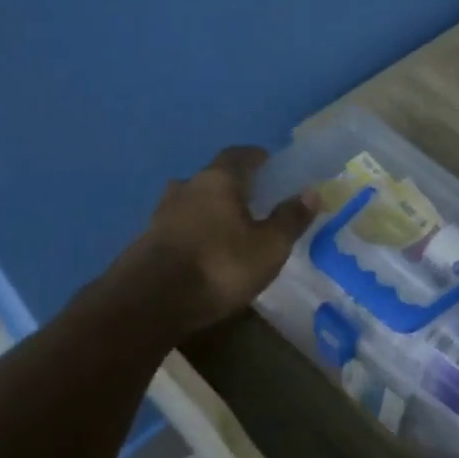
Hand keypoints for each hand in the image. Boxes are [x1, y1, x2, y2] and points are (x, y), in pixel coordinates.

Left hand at [105, 146, 315, 334]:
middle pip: (214, 177)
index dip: (257, 158)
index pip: (240, 155)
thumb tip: (311, 191)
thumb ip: (290, 218)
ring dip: (211, 210)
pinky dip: (195, 233)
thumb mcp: (269, 247)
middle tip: (255, 203)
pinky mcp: (147, 241)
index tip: (272, 167)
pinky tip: (206, 253)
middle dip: (234, 187)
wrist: (149, 303)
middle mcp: (187, 187)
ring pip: (193, 202)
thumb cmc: (220, 266)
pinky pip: (179, 227)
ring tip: (230, 230)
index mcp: (219, 180)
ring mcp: (162, 214)